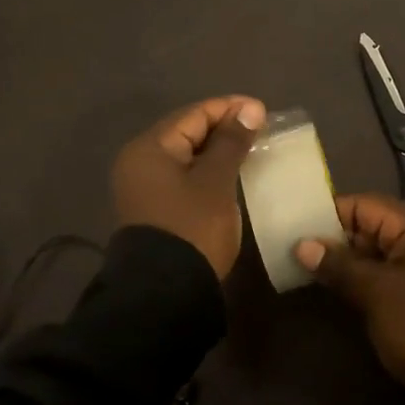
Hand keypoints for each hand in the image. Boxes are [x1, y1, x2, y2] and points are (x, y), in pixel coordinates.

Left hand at [112, 96, 265, 278]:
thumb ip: (232, 142)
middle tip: (261, 130)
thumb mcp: (217, 181)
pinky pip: (183, 175)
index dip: (230, 108)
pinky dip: (207, 170)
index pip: (194, 114)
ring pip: (186, 155)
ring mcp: (143, 187)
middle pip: (187, 132)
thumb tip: (250, 109)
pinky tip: (231, 174)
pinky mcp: (153, 208)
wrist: (164, 295)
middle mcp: (140, 161)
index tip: (264, 111)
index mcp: (150, 148)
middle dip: (224, 128)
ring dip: (217, 150)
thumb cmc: (192, 228)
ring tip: (251, 149)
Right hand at [296, 193, 404, 382]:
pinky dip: (370, 277)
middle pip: (373, 226)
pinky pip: (394, 271)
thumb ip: (339, 265)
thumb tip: (303, 245)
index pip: (364, 205)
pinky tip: (346, 291)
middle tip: (300, 256)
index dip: (329, 215)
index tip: (297, 230)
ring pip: (382, 252)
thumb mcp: (376, 292)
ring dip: (352, 262)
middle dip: (337, 240)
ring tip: (314, 274)